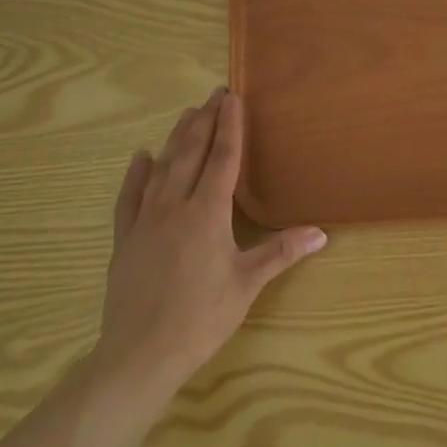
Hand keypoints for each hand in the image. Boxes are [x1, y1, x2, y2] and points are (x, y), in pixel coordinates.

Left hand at [92, 88, 326, 403]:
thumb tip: (321, 233)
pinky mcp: (124, 237)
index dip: (230, 126)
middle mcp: (175, 206)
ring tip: (187, 114)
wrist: (141, 352)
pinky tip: (140, 157)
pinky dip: (136, 174)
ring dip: (175, 138)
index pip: (223, 159)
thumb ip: (281, 252)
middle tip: (214, 94)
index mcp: (207, 213)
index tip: (233, 98)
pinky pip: (129, 197)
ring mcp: (145, 220)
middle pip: (191, 153)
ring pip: (161, 167)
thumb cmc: (201, 317)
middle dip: (204, 121)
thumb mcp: (247, 284)